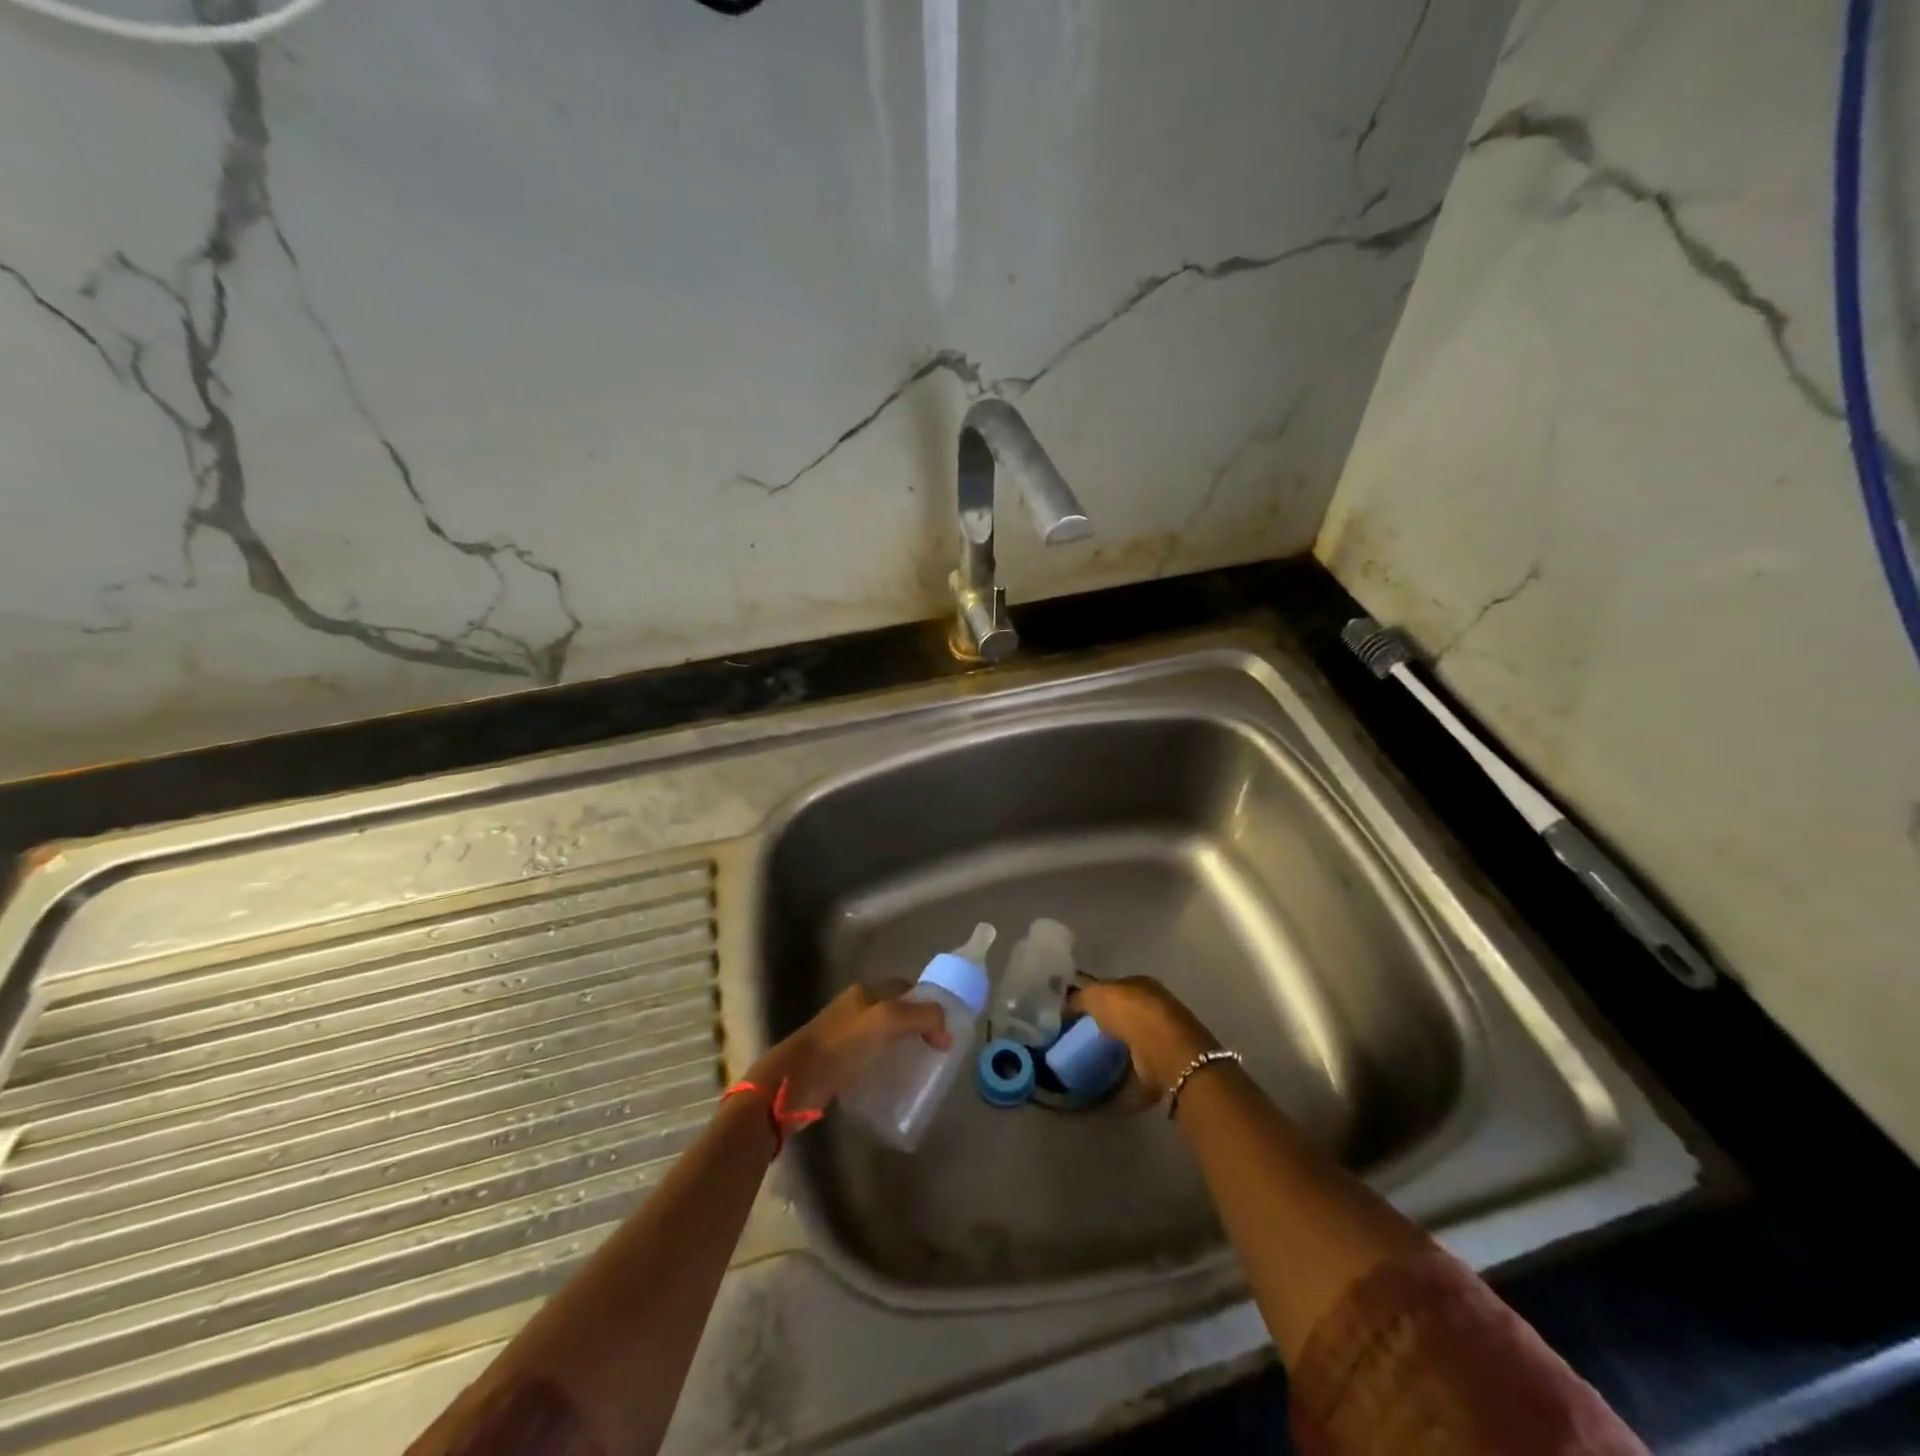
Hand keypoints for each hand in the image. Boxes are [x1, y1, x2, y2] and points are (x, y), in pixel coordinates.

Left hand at [747, 983, 951, 1115]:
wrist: (796, 1082)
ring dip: (899, 1048)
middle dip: (914, 1026)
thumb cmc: (843, 1045)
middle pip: (893, 1011)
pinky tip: (893, 1084)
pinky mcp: (835, 1063)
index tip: (944, 1025)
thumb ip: (921, 1016)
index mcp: (864, 993)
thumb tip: (945, 1028)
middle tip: (935, 1050)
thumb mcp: (888, 1021)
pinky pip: (868, 1059)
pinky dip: (883, 1067)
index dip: (925, 1001)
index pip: (903, 987)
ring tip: (918, 1069)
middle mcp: (853, 1009)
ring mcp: (842, 1036)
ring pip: (880, 1036)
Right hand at [1069, 977, 1218, 1101]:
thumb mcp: (1095, 995)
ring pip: (1137, 1041)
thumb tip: (1067, 1005)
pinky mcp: (1168, 1065)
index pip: (1117, 987)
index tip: (1080, 1014)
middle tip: (1086, 1039)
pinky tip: (1113, 1085)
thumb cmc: (1130, 1013)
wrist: (1165, 1050)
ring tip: (1098, 1062)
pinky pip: (1142, 1069)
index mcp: (1141, 983)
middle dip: (1111, 1024)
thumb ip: (1080, 998)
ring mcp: (1165, 1036)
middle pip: (1128, 1014)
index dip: (1099, 998)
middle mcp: (1157, 1006)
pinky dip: (1130, 1078)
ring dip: (1122, 1051)